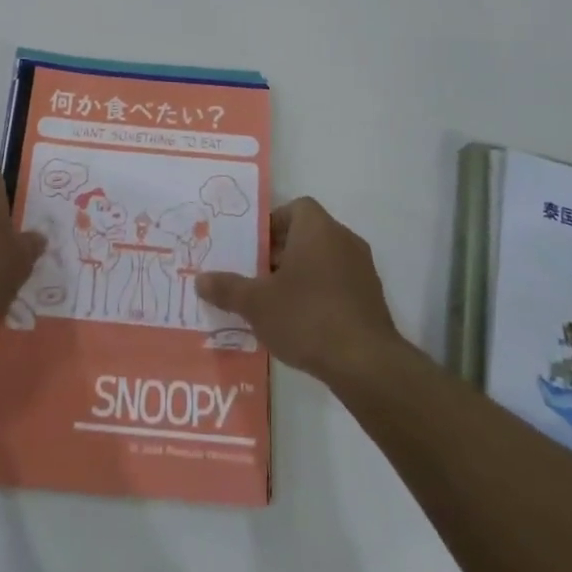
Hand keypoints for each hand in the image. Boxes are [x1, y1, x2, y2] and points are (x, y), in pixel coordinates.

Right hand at [195, 197, 401, 383]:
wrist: (365, 363)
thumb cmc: (307, 317)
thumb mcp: (257, 303)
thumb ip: (227, 288)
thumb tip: (200, 280)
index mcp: (317, 228)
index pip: (295, 208)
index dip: (272, 223)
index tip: (253, 248)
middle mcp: (344, 240)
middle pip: (307, 234)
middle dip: (280, 253)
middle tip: (255, 276)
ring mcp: (362, 269)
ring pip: (323, 260)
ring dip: (300, 275)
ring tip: (274, 302)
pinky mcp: (372, 298)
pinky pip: (339, 284)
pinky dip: (320, 295)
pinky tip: (302, 323)